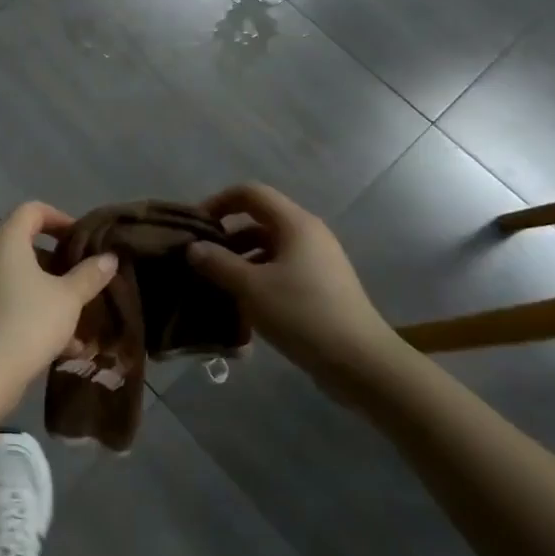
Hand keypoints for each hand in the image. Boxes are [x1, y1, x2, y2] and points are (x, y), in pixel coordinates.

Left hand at [0, 202, 118, 408]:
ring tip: (73, 322)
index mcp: (4, 242)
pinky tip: (54, 345)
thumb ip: (89, 275)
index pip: (31, 211)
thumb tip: (109, 258)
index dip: (59, 219)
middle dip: (55, 263)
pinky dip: (26, 312)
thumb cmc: (28, 323)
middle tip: (79, 281)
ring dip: (44, 294)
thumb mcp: (68, 299)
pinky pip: (1, 303)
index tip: (81, 241)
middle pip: (22, 246)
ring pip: (13, 280)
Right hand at [186, 184, 409, 399]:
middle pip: (259, 220)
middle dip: (226, 236)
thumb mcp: (251, 288)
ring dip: (240, 259)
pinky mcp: (321, 286)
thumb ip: (218, 263)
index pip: (251, 193)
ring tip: (216, 284)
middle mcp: (309, 234)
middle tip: (201, 259)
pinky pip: (281, 269)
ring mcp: (318, 261)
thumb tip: (193, 248)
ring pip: (269, 247)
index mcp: (295, 224)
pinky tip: (242, 304)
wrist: (360, 362)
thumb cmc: (302, 315)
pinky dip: (258, 277)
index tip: (196, 227)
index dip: (219, 202)